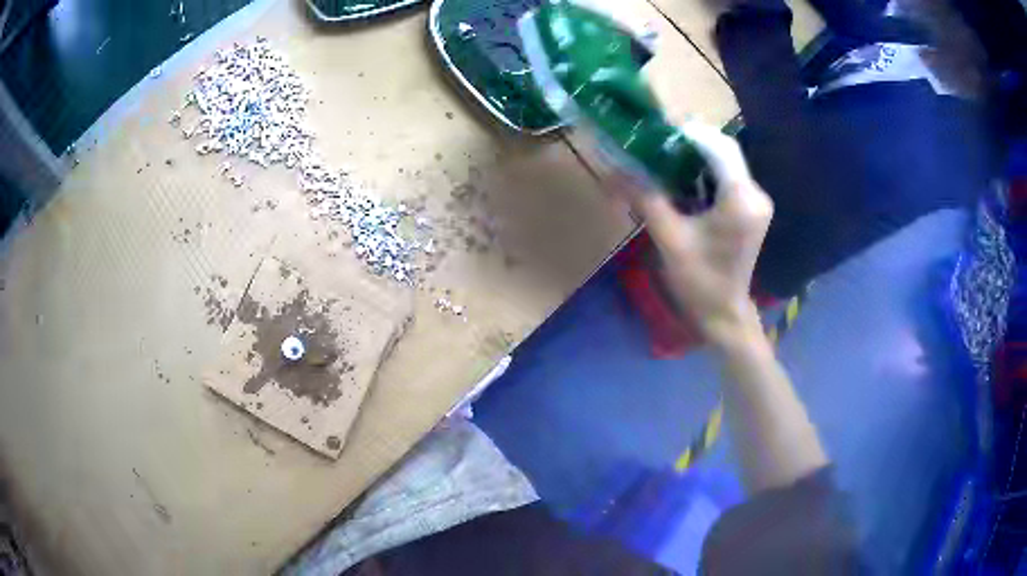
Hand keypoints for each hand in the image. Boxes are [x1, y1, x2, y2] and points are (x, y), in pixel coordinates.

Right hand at [617, 122, 773, 345]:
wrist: (724, 314)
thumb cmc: (699, 282)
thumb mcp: (670, 239)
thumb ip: (645, 198)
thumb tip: (613, 168)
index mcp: (741, 200)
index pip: (719, 147)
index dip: (689, 132)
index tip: (656, 130)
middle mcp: (755, 194)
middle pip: (724, 150)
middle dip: (690, 141)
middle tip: (656, 142)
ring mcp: (756, 201)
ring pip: (726, 161)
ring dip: (696, 154)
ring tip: (663, 156)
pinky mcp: (750, 208)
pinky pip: (728, 177)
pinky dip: (704, 170)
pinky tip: (681, 176)